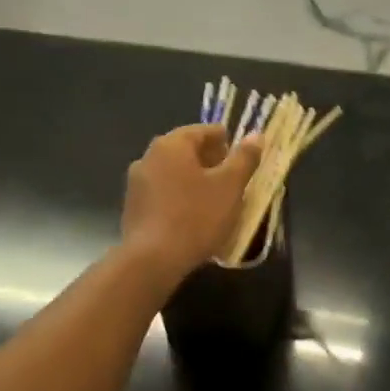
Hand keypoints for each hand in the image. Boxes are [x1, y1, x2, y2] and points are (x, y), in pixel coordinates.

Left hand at [122, 125, 262, 280]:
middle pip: (186, 150)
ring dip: (194, 180)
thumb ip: (244, 158)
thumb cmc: (196, 217)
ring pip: (173, 172)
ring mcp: (136, 182)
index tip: (242, 161)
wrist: (153, 260)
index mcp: (172, 144)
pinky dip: (179, 197)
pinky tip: (191, 216)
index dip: (227, 143)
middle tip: (232, 181)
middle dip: (211, 162)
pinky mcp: (132, 207)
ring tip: (214, 200)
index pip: (204, 131)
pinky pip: (162, 193)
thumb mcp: (230, 187)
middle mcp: (149, 156)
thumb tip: (256, 135)